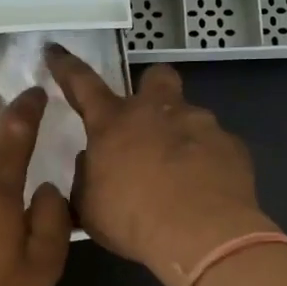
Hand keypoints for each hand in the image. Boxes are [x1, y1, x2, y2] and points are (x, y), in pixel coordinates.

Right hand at [46, 46, 275, 285]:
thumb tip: (92, 162)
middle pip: (156, 77)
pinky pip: (215, 145)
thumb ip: (86, 178)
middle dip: (151, 89)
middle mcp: (157, 111)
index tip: (54, 49)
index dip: (66, 66)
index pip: (82, 83)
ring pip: (189, 113)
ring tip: (179, 172)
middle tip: (147, 119)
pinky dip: (207, 160)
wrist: (202, 235)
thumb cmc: (133, 219)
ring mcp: (200, 124)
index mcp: (113, 123)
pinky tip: (204, 188)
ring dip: (180, 133)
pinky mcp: (232, 145)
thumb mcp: (89, 207)